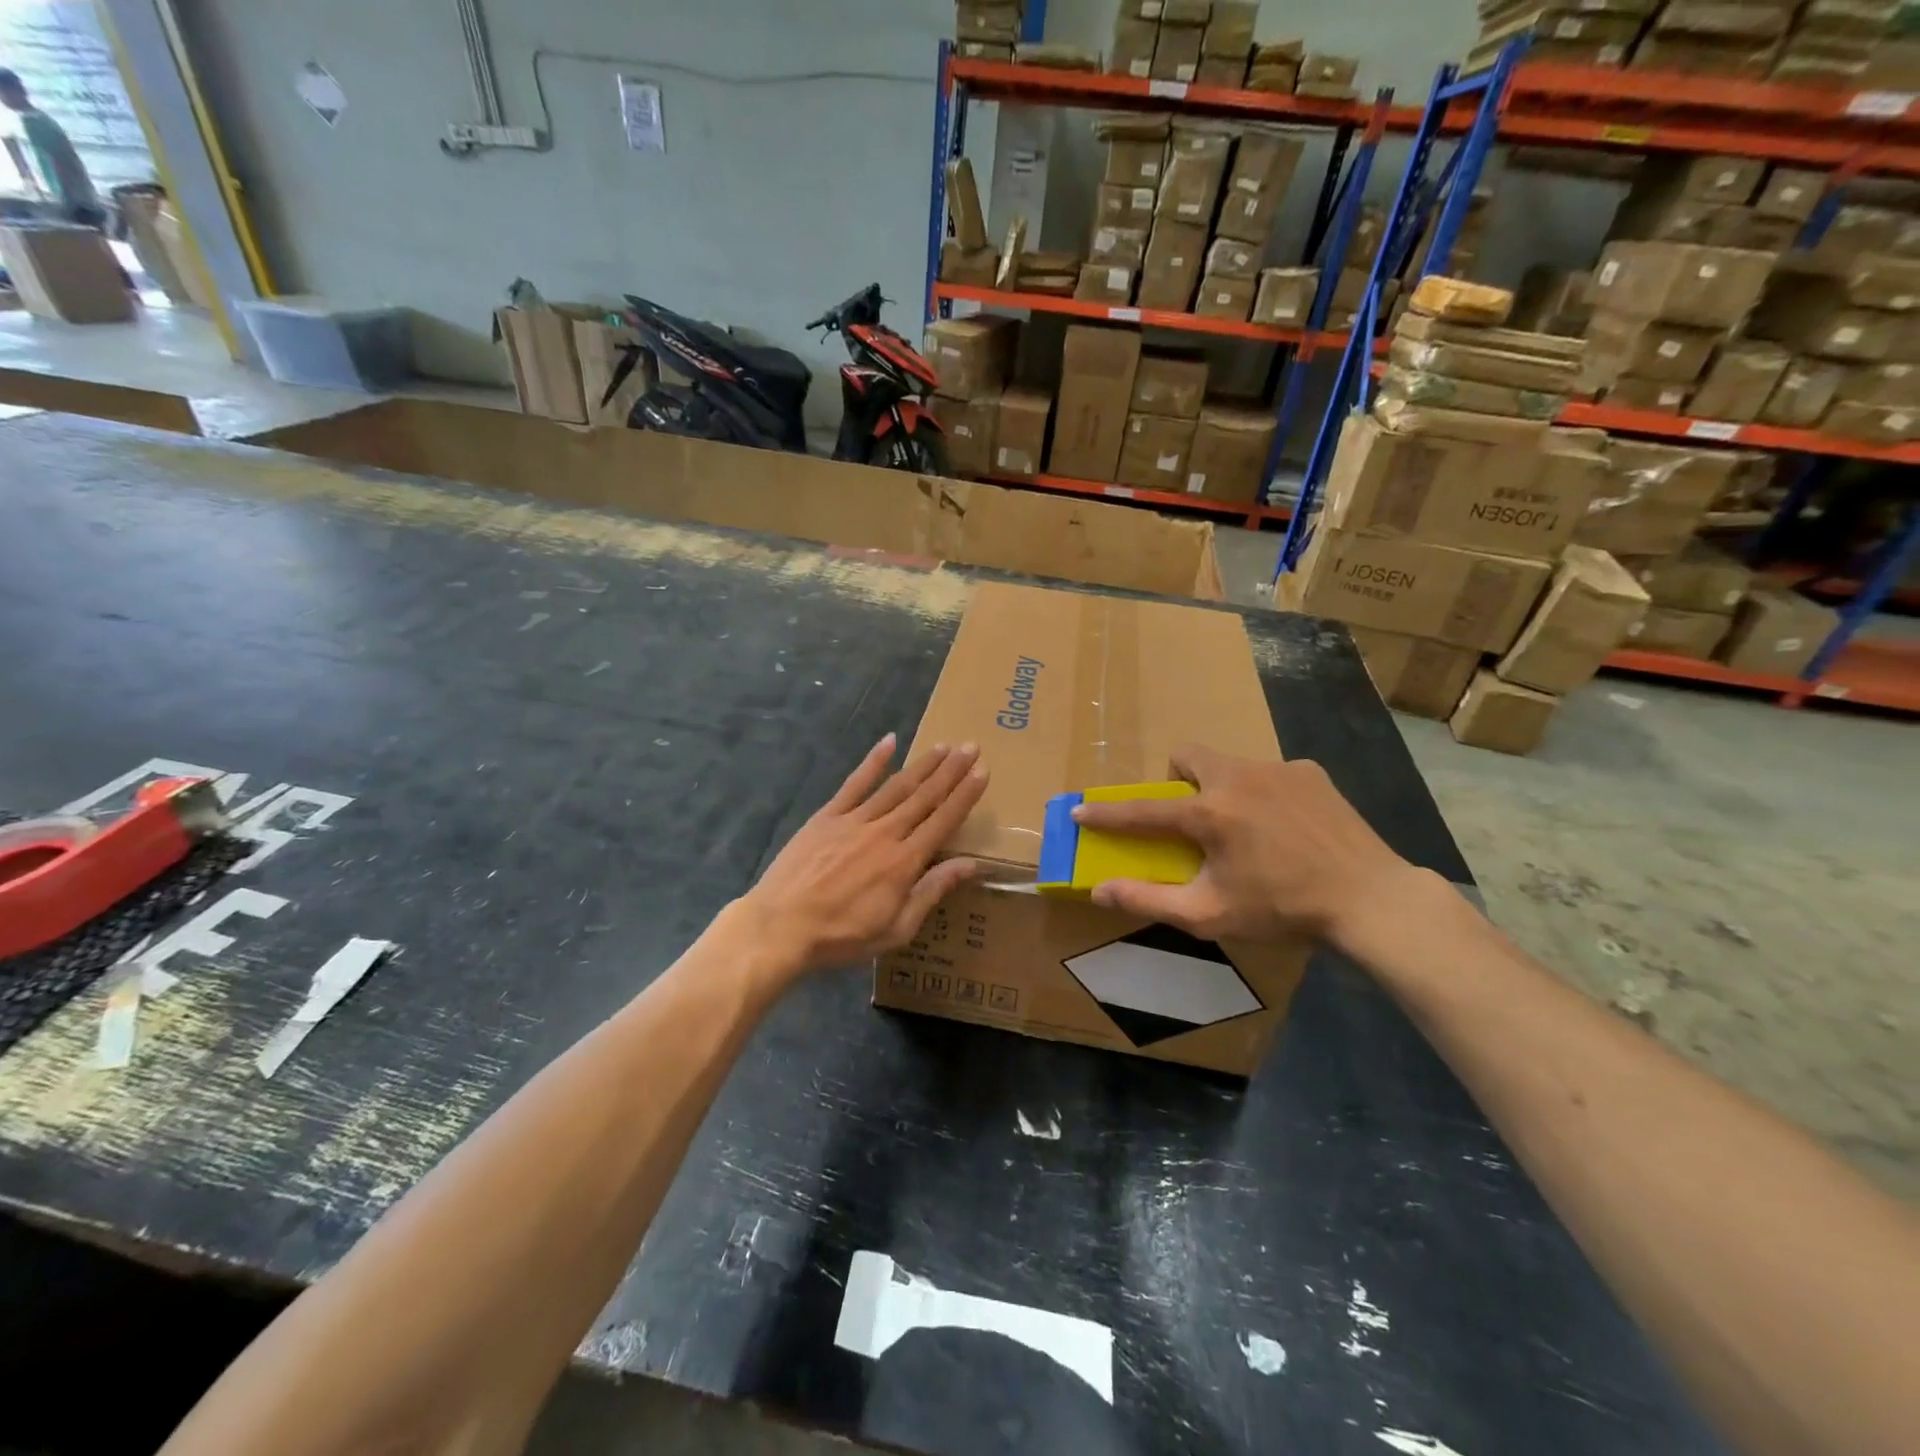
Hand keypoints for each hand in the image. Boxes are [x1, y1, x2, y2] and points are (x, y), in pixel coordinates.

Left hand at [740, 734, 987, 973]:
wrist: (781, 926)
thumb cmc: (842, 936)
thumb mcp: (896, 928)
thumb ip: (932, 891)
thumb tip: (970, 864)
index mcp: (905, 861)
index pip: (944, 820)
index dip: (965, 795)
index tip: (983, 771)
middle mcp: (885, 832)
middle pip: (925, 796)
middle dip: (951, 771)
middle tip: (971, 747)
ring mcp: (854, 820)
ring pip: (896, 786)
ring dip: (922, 765)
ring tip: (943, 746)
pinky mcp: (827, 816)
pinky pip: (854, 783)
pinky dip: (873, 762)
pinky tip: (889, 742)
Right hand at [1070, 745, 1413, 948]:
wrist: (1370, 899)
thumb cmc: (1282, 910)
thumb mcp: (1209, 914)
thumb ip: (1149, 898)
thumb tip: (1098, 890)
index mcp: (1209, 813)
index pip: (1142, 810)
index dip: (1106, 813)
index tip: (1080, 810)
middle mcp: (1237, 778)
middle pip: (1187, 756)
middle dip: (1177, 779)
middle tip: (1192, 817)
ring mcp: (1278, 769)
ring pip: (1230, 764)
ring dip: (1223, 788)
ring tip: (1248, 828)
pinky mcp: (1310, 772)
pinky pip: (1271, 773)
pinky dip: (1265, 794)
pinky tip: (1288, 828)